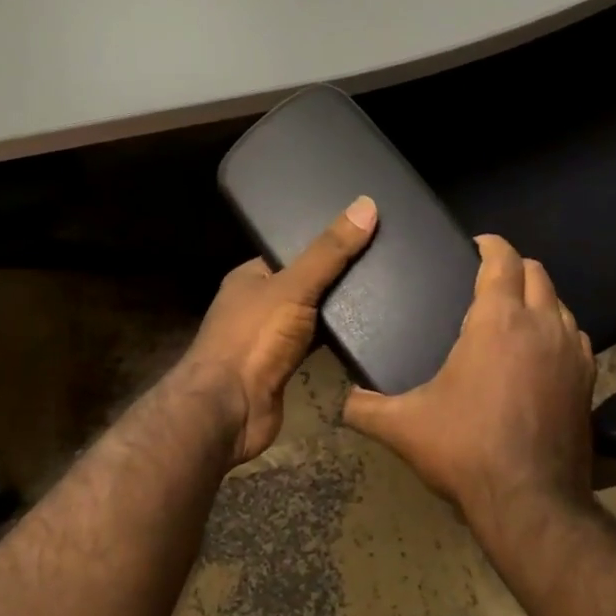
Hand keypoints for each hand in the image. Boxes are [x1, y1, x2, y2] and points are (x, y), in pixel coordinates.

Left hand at [179, 196, 378, 465]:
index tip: (365, 234)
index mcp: (250, 278)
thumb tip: (366, 205)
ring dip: (339, 313)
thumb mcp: (294, 286)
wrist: (229, 410)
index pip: (291, 252)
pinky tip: (367, 336)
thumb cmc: (254, 339)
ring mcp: (268, 340)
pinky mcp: (283, 370)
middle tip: (385, 266)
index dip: (325, 243)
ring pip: (311, 318)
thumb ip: (329, 252)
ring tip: (385, 296)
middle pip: (304, 285)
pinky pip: (315, 347)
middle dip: (337, 279)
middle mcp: (256, 305)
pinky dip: (335, 342)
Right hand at [343, 234, 596, 535]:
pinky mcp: (588, 381)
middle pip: (537, 273)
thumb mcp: (403, 426)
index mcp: (498, 321)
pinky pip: (575, 337)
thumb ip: (365, 406)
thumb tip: (341, 399)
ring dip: (538, 299)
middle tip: (487, 279)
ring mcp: (571, 352)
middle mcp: (542, 324)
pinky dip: (557, 331)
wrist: (530, 501)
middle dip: (514, 267)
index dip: (490, 244)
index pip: (503, 259)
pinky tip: (539, 353)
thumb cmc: (465, 449)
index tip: (476, 245)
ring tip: (512, 314)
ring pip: (560, 303)